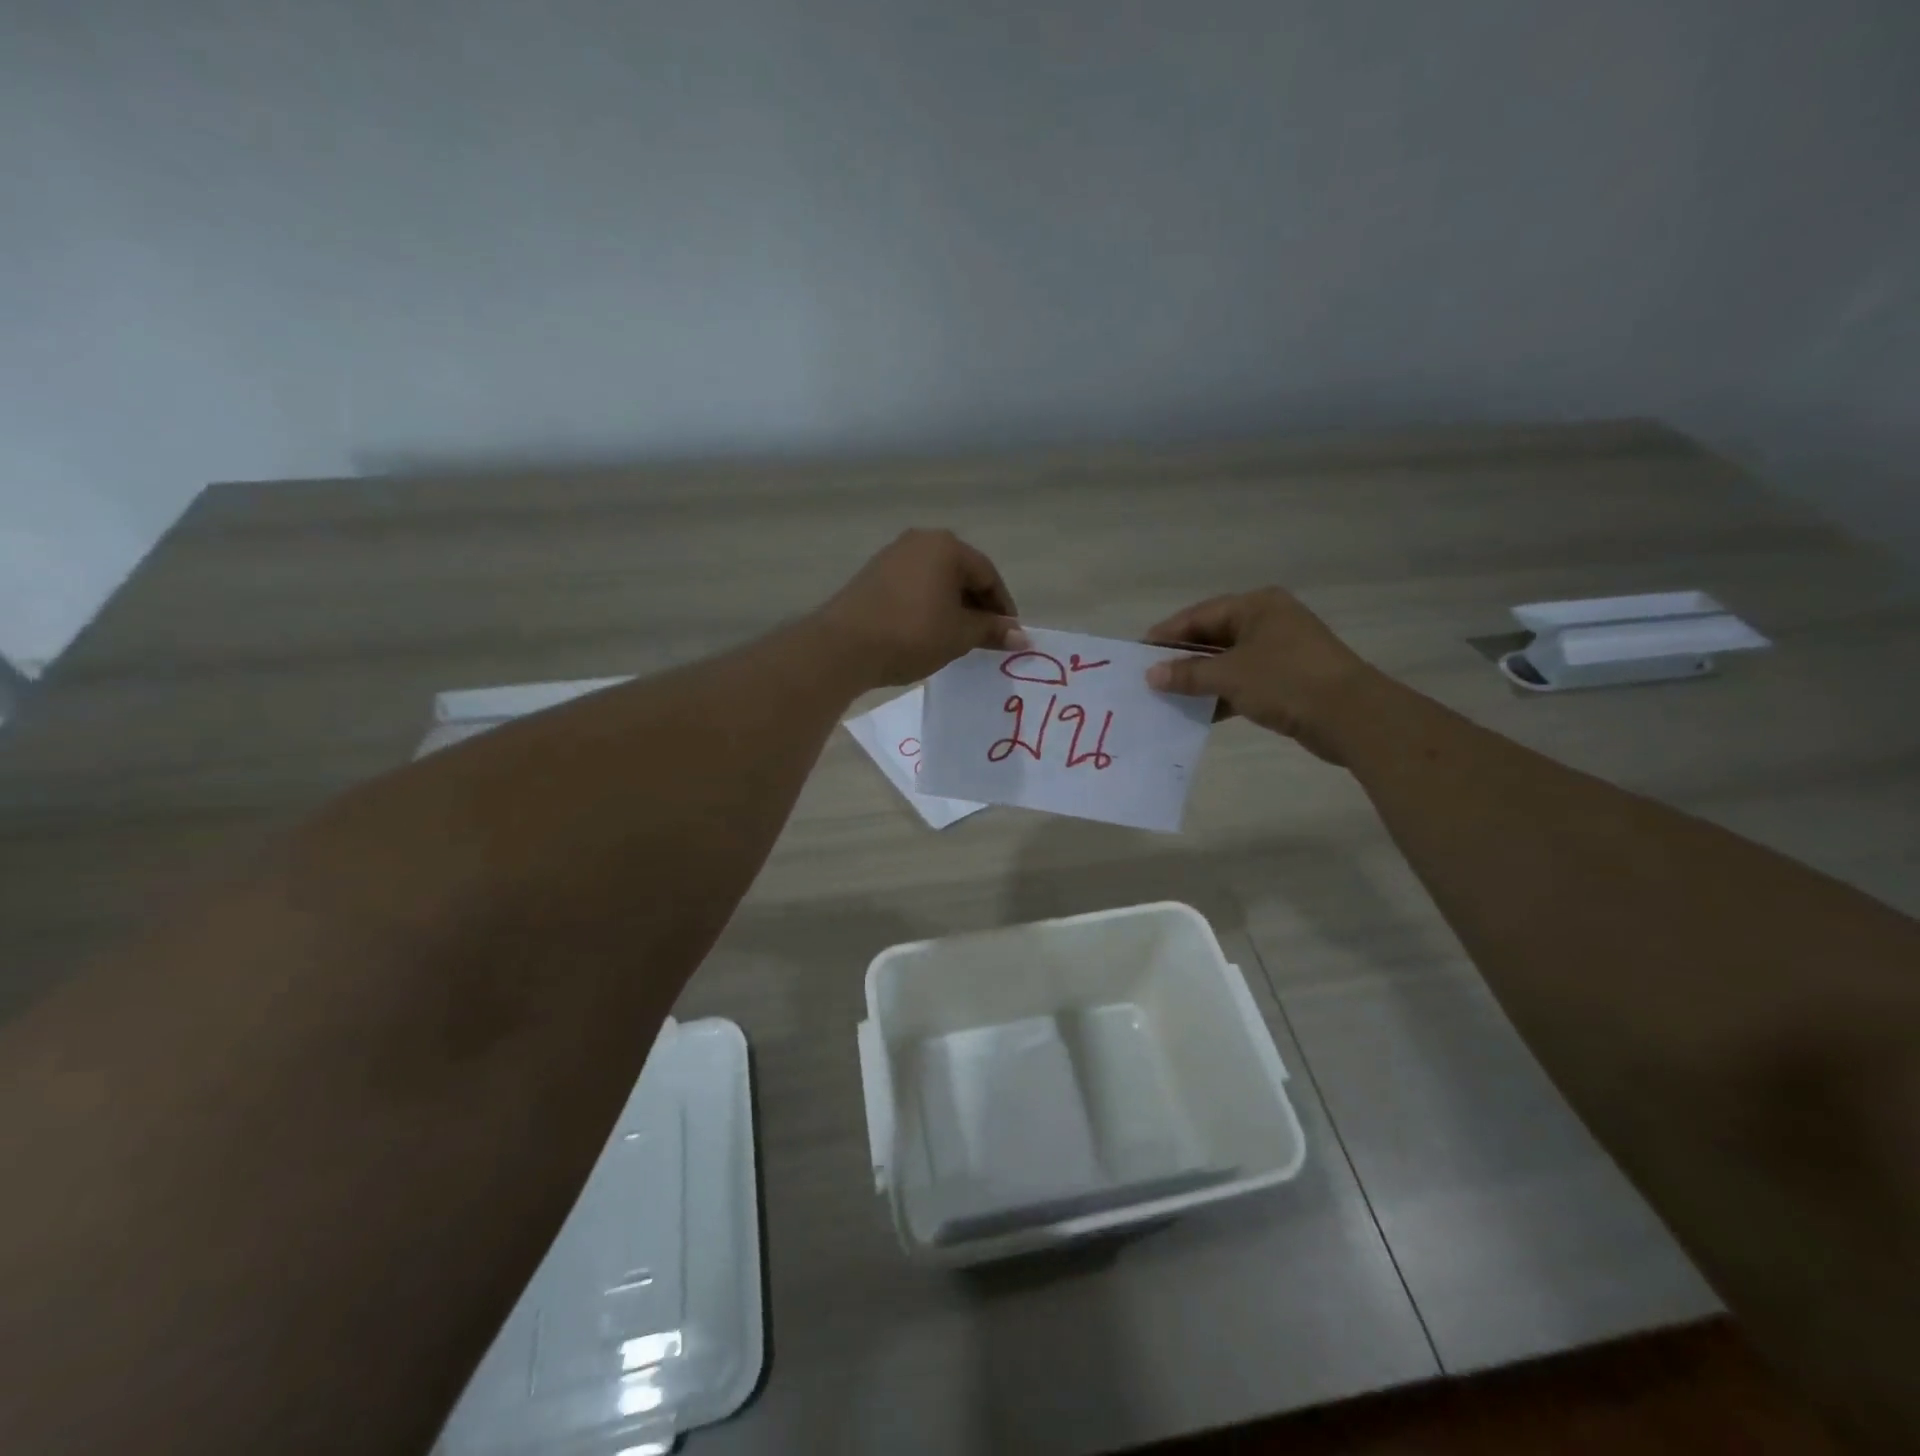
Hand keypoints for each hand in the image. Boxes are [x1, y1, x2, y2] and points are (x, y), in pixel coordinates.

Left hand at [816, 529, 1026, 687]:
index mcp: (947, 546)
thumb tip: (1022, 636)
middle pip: (961, 573)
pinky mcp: (872, 575)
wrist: (844, 646)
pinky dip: (928, 606)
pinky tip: (928, 631)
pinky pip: (913, 586)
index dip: (1002, 607)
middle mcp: (920, 540)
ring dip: (952, 606)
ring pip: (936, 580)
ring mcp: (892, 555)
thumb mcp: (959, 635)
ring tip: (957, 637)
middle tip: (986, 637)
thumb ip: (992, 630)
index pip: (988, 575)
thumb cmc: (912, 634)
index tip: (1009, 635)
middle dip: (977, 605)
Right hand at [1143, 588, 1384, 763]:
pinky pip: (1243, 683)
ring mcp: (1280, 652)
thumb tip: (1151, 675)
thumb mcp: (1229, 675)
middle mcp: (1268, 622)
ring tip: (1166, 697)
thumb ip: (1187, 674)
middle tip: (1149, 677)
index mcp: (1256, 606)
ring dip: (1199, 680)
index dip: (1167, 635)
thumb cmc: (1286, 681)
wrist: (1351, 716)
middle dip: (1181, 658)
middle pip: (1212, 637)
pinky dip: (1220, 695)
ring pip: (1227, 662)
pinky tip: (1197, 713)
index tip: (1138, 654)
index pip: (1199, 615)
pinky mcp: (1287, 680)